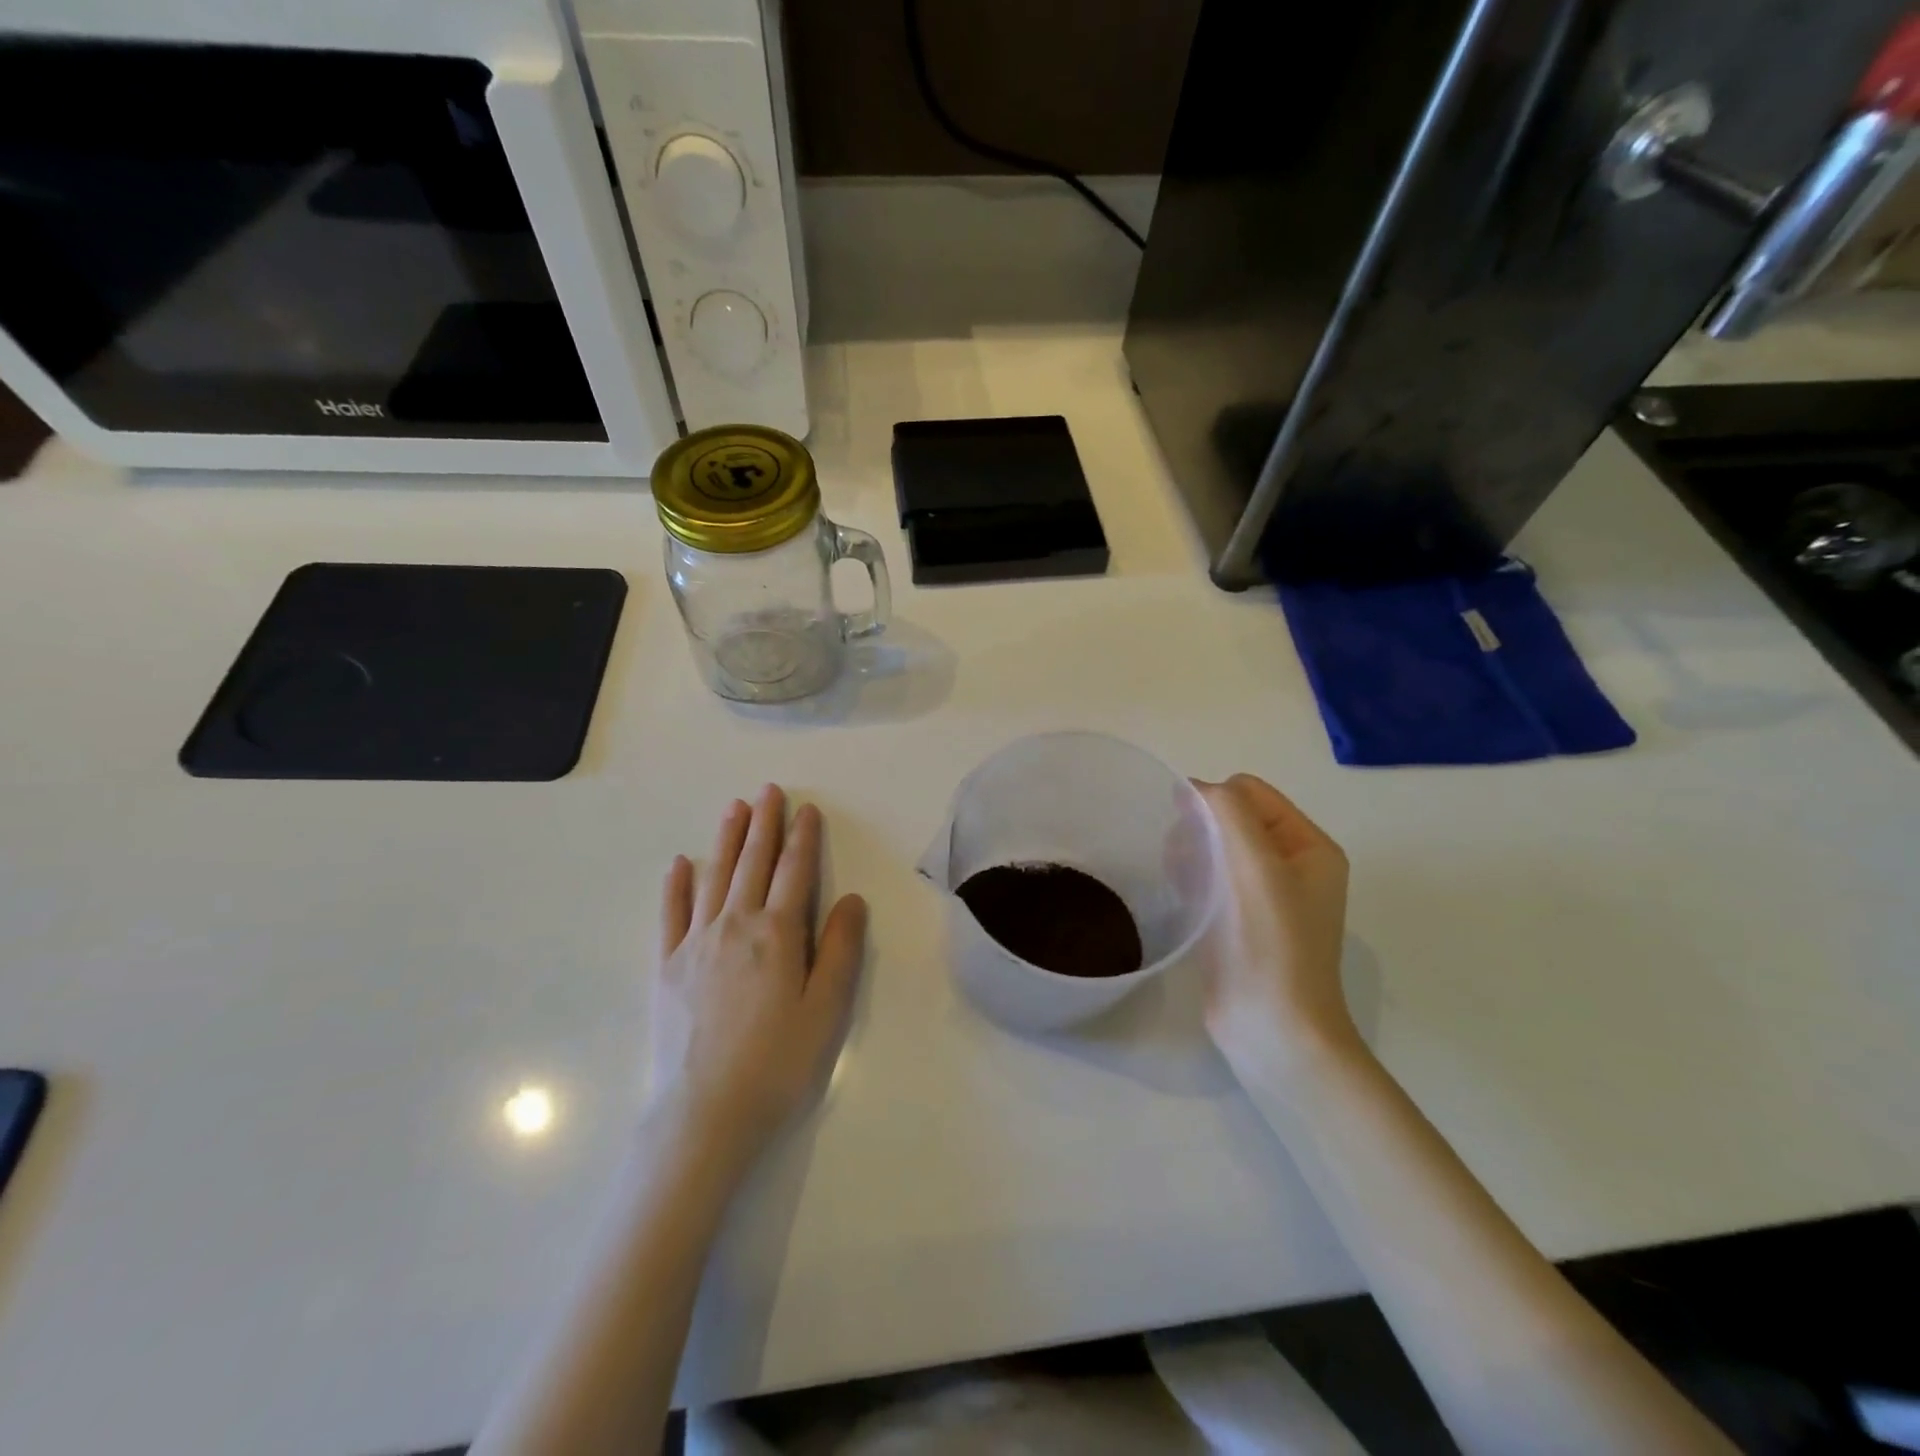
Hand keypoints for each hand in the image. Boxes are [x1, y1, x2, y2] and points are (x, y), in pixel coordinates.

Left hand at [649, 785, 867, 1165]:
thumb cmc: (777, 1063)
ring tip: (733, 808)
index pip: (794, 872)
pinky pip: (672, 914)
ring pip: (714, 877)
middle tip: (768, 790)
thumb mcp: (826, 1009)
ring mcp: (695, 943)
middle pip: (753, 863)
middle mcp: (735, 925)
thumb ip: (839, 949)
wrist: (705, 1114)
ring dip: (725, 839)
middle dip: (764, 824)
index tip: (806, 809)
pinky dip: (677, 885)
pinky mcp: (667, 966)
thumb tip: (850, 899)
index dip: (803, 838)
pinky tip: (680, 863)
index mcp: (778, 934)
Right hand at [1194, 775, 1357, 1088]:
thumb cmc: (1271, 944)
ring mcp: (1265, 896)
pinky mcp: (1239, 921)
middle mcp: (1292, 866)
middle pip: (1232, 818)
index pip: (1252, 793)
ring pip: (1215, 847)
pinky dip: (1191, 878)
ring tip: (1180, 881)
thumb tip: (1194, 788)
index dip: (1216, 801)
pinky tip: (1181, 898)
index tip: (1185, 828)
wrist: (1273, 1030)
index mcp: (1310, 847)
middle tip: (1181, 858)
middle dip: (1200, 828)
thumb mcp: (1256, 866)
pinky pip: (1209, 878)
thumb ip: (1228, 813)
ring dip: (1191, 853)